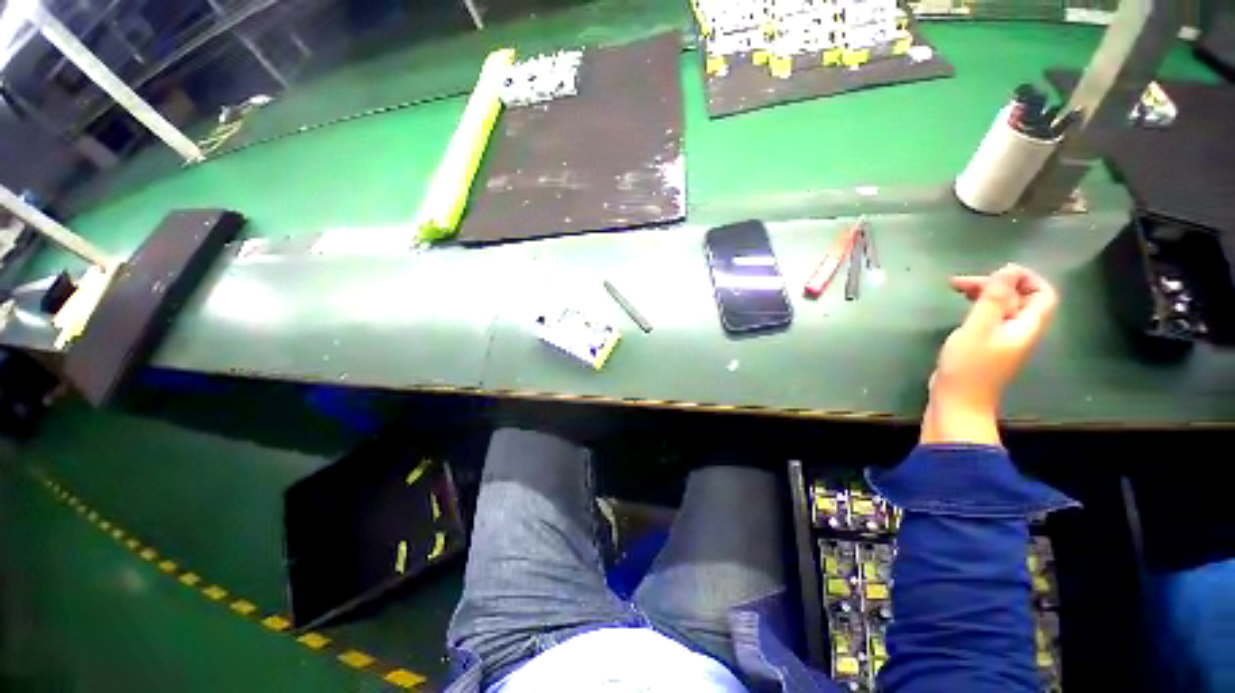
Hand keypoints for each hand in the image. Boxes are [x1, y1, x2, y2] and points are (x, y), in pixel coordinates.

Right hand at [921, 264, 1058, 445]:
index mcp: (1026, 326)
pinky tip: (961, 307)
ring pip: (1003, 307)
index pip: (1043, 293)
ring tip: (956, 289)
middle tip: (960, 282)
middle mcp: (1020, 330)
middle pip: (1020, 298)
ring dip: (984, 294)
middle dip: (995, 284)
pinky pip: (990, 318)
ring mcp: (1003, 340)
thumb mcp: (978, 329)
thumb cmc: (969, 367)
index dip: (1025, 277)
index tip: (995, 272)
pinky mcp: (987, 346)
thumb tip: (1007, 271)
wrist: (957, 402)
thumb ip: (993, 299)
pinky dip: (978, 307)